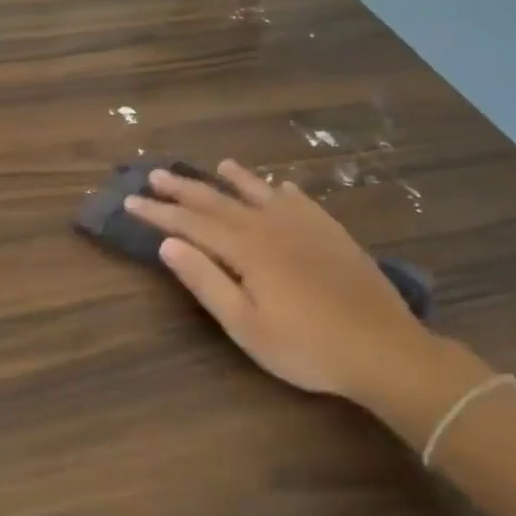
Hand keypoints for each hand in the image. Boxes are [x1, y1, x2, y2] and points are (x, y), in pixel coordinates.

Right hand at [125, 161, 458, 410]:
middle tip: (156, 174)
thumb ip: (206, 281)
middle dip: (185, 188)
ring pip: (261, 193)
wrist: (384, 350)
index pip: (191, 223)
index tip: (131, 201)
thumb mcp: (245, 325)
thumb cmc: (306, 347)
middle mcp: (272, 226)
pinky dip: (283, 191)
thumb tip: (168, 244)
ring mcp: (306, 227)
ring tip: (218, 164)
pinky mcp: (333, 234)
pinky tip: (280, 187)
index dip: (159, 212)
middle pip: (219, 201)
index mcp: (247, 249)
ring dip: (236, 179)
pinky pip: (302, 202)